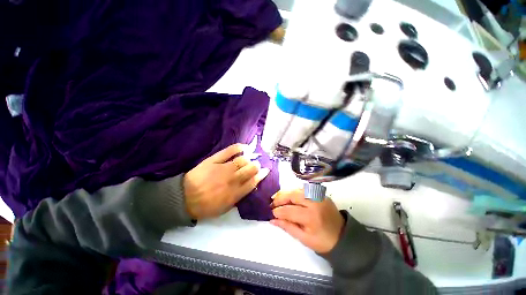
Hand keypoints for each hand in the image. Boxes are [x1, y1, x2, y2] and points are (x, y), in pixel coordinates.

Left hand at [184, 144, 269, 219]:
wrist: (185, 198)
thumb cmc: (205, 206)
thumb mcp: (224, 208)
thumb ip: (239, 197)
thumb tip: (249, 186)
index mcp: (235, 193)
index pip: (253, 181)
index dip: (261, 175)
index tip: (266, 170)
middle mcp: (232, 179)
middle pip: (251, 169)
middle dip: (256, 166)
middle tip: (255, 165)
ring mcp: (223, 168)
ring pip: (242, 160)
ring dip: (249, 159)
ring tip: (249, 158)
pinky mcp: (214, 160)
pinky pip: (229, 151)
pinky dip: (238, 147)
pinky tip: (244, 147)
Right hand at [270, 189, 344, 253]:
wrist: (342, 235)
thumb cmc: (322, 241)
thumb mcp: (304, 239)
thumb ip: (287, 227)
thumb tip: (272, 220)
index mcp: (311, 217)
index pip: (289, 210)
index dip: (278, 211)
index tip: (272, 213)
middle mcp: (314, 202)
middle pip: (292, 195)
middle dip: (280, 198)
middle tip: (273, 203)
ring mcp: (318, 195)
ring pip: (297, 189)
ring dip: (286, 193)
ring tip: (279, 199)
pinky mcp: (320, 193)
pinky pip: (303, 189)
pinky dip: (294, 192)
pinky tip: (290, 197)